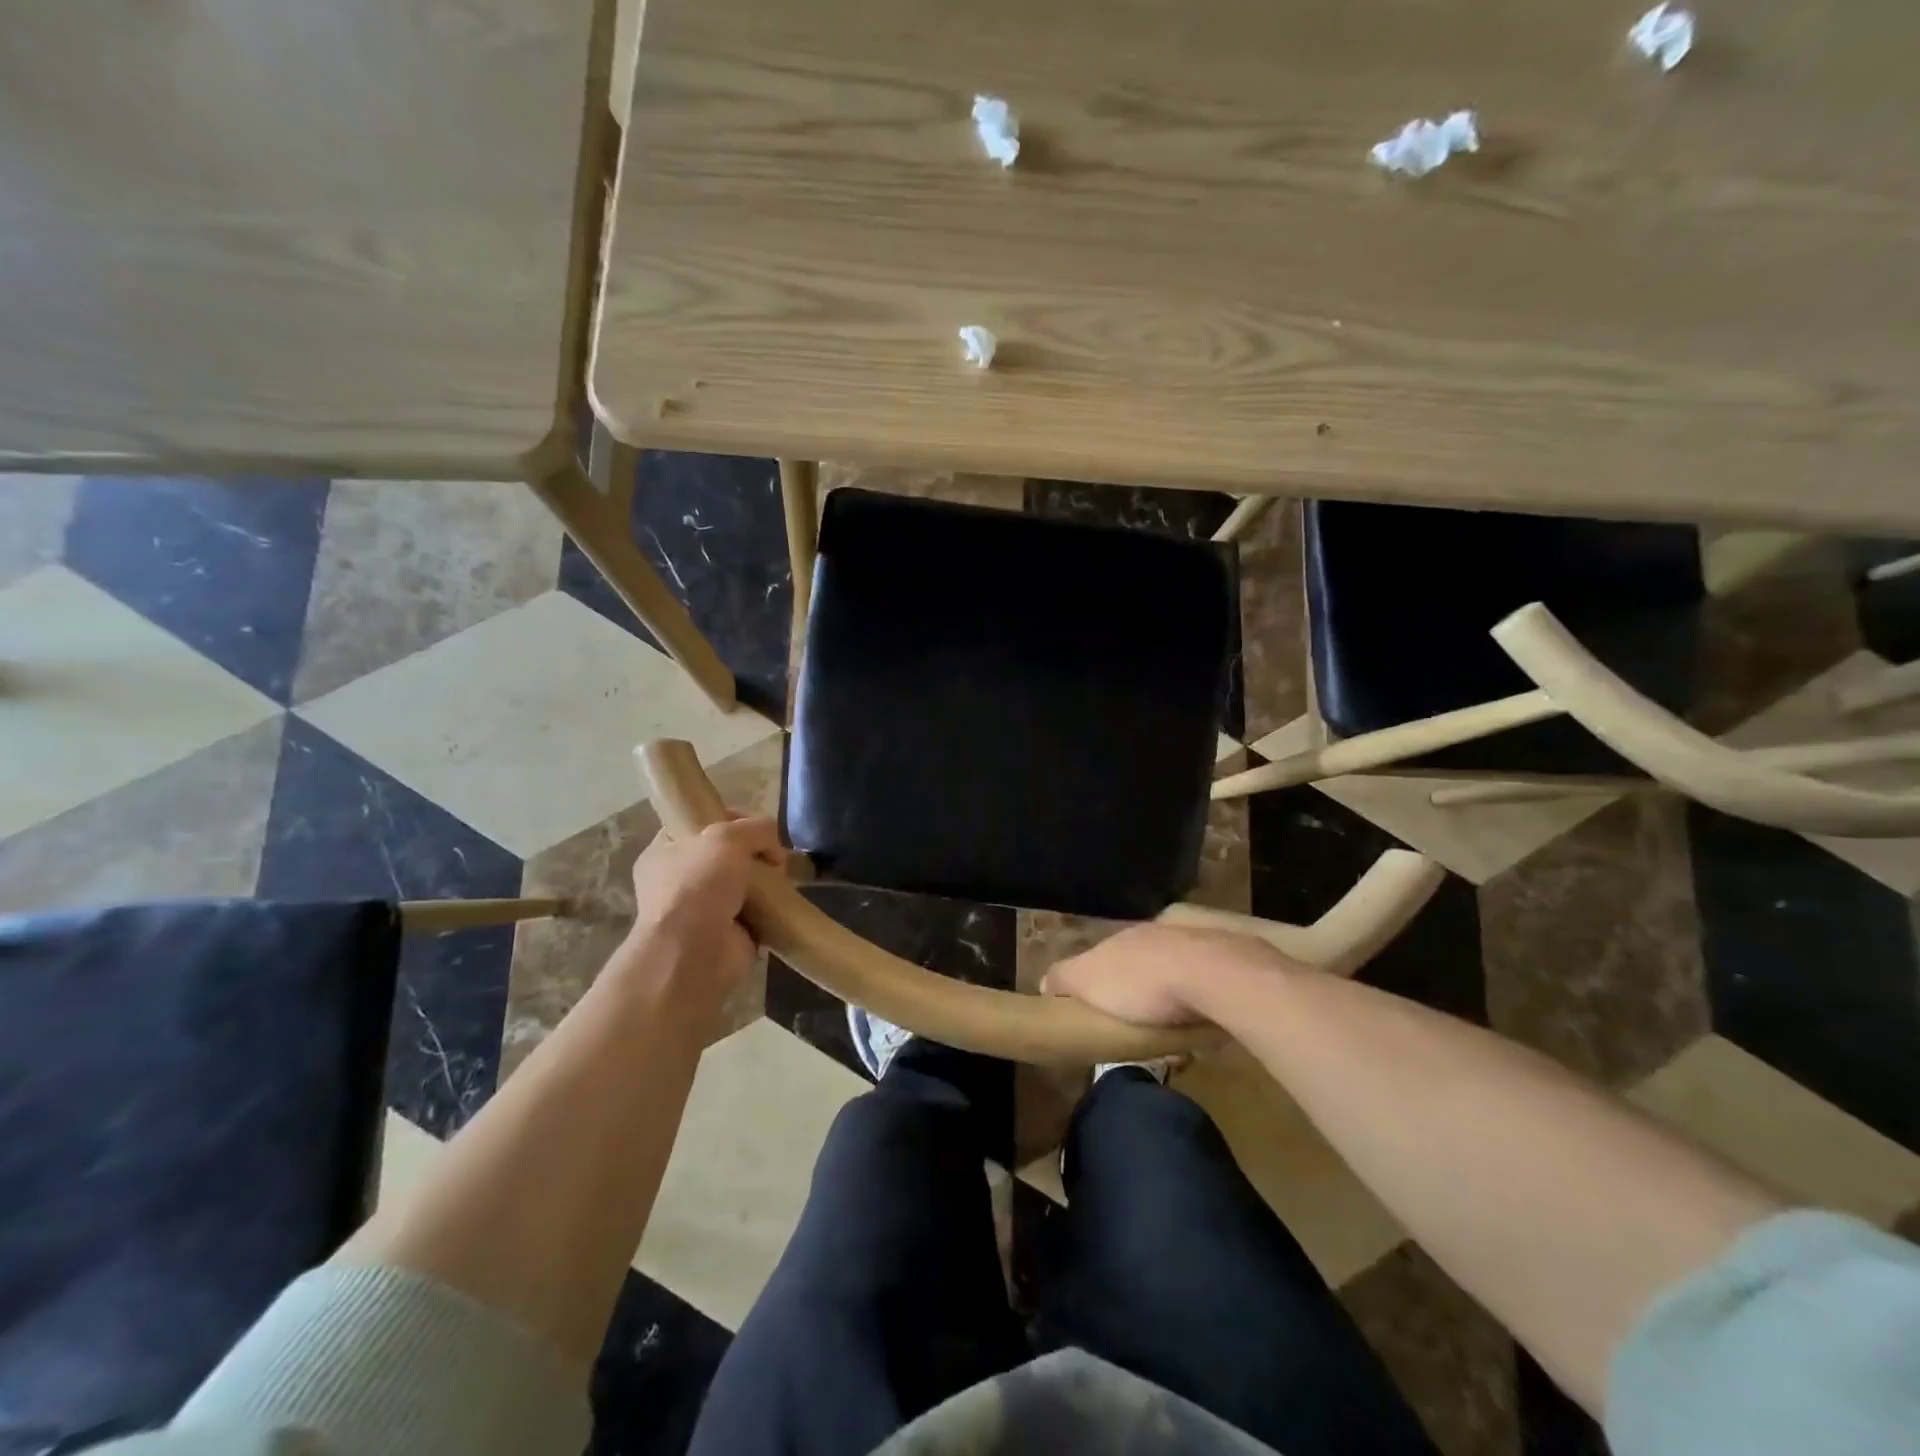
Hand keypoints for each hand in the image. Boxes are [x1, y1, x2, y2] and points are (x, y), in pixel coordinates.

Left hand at [618, 816, 784, 1030]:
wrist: (695, 953)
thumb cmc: (698, 885)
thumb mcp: (728, 836)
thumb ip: (756, 828)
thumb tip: (773, 848)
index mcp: (664, 851)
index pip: (700, 823)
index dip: (731, 818)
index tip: (757, 825)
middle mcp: (679, 879)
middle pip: (727, 853)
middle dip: (755, 852)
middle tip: (773, 856)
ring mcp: (702, 908)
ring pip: (743, 882)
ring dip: (764, 880)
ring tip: (780, 878)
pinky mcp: (726, 933)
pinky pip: (755, 910)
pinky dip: (769, 907)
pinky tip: (780, 902)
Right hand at [1042, 923, 1288, 1027]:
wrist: (1212, 975)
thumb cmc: (1141, 982)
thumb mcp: (1086, 980)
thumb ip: (1064, 978)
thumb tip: (1046, 983)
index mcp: (1122, 937)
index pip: (1102, 958)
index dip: (1099, 985)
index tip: (1102, 1014)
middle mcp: (1156, 933)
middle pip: (1139, 965)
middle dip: (1137, 992)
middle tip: (1138, 1028)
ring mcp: (1193, 944)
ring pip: (1174, 974)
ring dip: (1171, 999)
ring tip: (1172, 1033)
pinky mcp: (1225, 961)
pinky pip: (1204, 985)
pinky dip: (1199, 1003)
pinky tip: (1201, 1026)